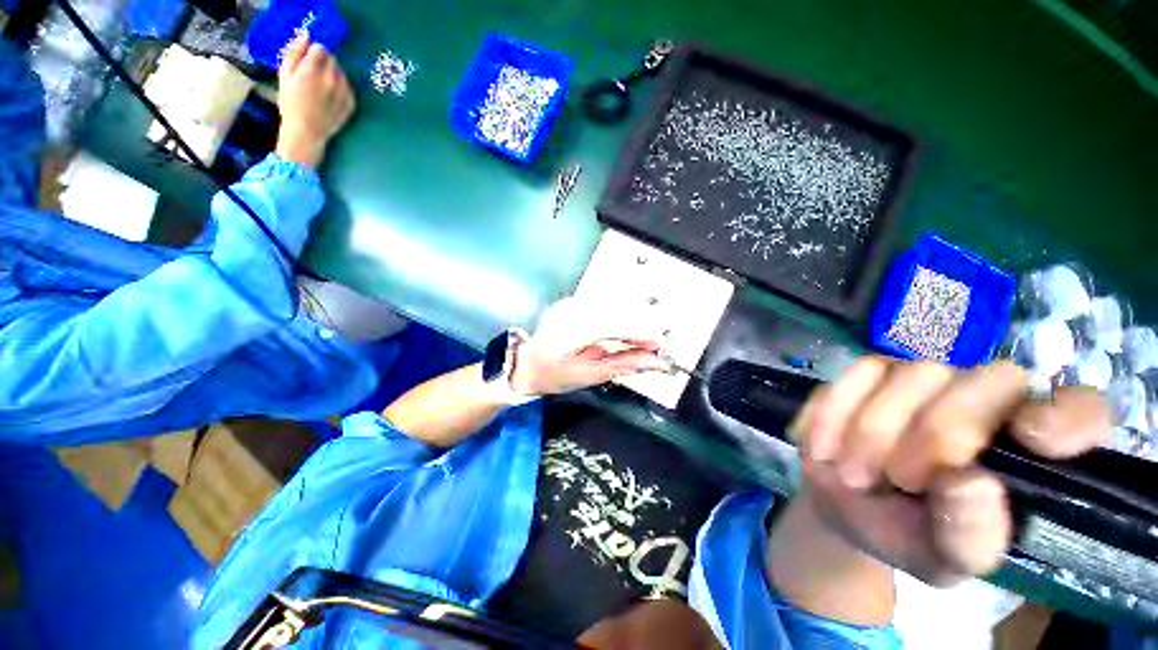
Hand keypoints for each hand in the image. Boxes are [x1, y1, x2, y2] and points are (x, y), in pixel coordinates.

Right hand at [275, 35, 354, 167]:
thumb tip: (306, 35)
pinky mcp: (351, 103)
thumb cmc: (291, 103)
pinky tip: (330, 98)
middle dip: (323, 64)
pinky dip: (340, 89)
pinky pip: (348, 88)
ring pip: (341, 73)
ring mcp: (344, 92)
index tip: (307, 63)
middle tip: (313, 77)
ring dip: (332, 75)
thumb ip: (294, 52)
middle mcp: (332, 79)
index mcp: (313, 70)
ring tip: (321, 89)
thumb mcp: (284, 74)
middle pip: (332, 60)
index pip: (320, 49)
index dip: (313, 54)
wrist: (306, 132)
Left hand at [510, 297, 668, 396]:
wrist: (523, 365)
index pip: (614, 325)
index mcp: (570, 332)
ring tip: (639, 342)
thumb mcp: (588, 375)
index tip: (658, 346)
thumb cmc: (551, 376)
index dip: (639, 334)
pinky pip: (601, 306)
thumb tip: (653, 362)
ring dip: (629, 322)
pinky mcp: (571, 302)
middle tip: (653, 346)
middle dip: (638, 328)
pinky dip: (616, 318)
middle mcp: (569, 311)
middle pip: (616, 312)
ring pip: (611, 306)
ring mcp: (569, 304)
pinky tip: (621, 332)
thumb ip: (622, 365)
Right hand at [790, 358, 1110, 584]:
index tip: (1031, 437)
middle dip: (935, 433)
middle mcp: (988, 401)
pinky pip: (855, 374)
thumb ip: (968, 539)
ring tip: (854, 473)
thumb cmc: (907, 535)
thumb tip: (969, 485)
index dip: (1066, 416)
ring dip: (873, 430)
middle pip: (985, 381)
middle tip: (899, 479)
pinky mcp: (870, 372)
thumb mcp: (942, 559)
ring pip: (913, 373)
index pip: (1081, 412)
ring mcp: (926, 380)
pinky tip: (825, 446)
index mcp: (1028, 453)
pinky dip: (835, 413)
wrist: (843, 507)